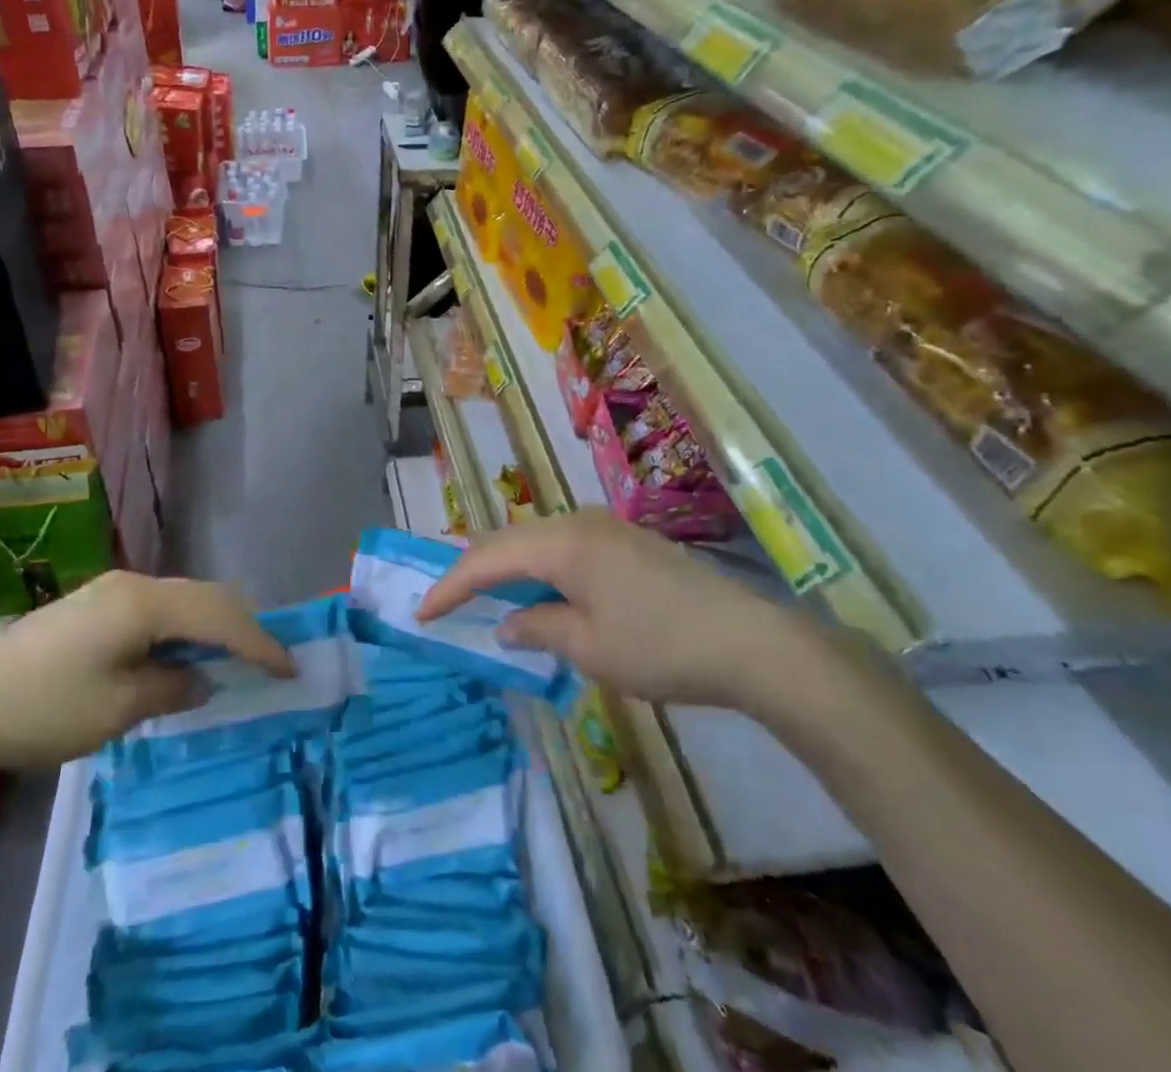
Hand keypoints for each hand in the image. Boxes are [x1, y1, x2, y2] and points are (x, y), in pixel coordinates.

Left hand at [0, 573, 294, 775]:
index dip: (259, 643)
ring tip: (233, 661)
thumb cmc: (42, 709)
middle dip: (242, 627)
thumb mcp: (117, 710)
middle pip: (207, 596)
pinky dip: (183, 629)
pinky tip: (182, 656)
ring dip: (212, 627)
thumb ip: (172, 688)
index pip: (221, 617)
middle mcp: (135, 584)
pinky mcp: (94, 604)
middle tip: (268, 663)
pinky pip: (158, 609)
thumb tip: (202, 678)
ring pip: (183, 599)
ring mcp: (111, 590)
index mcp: (146, 604)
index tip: (290, 670)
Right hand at [415, 510, 803, 709]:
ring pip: (536, 540)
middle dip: (473, 569)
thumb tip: (507, 624)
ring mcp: (606, 527)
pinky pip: (564, 546)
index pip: (488, 559)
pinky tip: (539, 592)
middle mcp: (578, 522)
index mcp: (562, 543)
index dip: (451, 585)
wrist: (749, 642)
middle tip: (445, 599)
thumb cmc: (660, 647)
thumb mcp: (589, 648)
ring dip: (507, 567)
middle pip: (509, 539)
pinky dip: (539, 568)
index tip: (422, 613)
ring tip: (483, 595)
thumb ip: (538, 628)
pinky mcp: (627, 541)